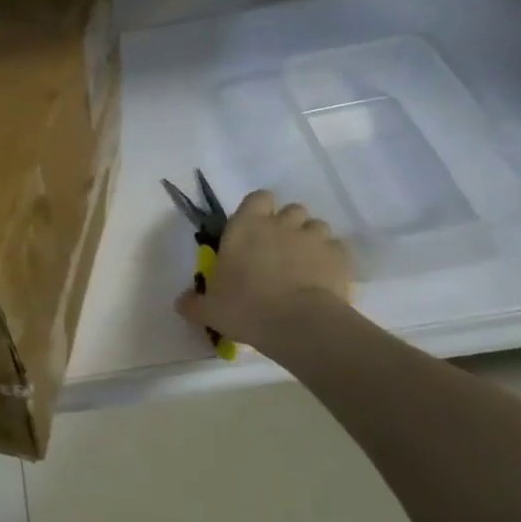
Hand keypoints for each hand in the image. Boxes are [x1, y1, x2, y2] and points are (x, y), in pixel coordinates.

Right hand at [177, 190, 353, 345]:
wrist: (298, 323)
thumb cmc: (245, 308)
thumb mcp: (209, 309)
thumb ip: (193, 303)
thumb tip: (180, 303)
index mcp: (245, 227)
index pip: (258, 198)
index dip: (259, 210)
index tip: (255, 229)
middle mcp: (280, 224)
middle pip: (291, 210)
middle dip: (287, 225)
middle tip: (279, 251)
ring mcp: (313, 237)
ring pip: (316, 226)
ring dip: (310, 240)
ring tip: (304, 265)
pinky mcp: (339, 256)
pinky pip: (336, 248)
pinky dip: (330, 259)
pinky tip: (324, 278)